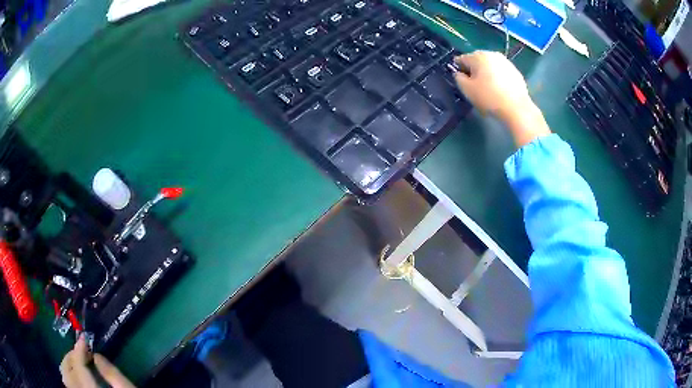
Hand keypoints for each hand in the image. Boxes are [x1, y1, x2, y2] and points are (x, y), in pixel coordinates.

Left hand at [60, 334, 134, 387]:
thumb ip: (113, 375)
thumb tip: (96, 354)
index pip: (78, 368)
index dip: (78, 350)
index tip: (84, 338)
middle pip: (67, 372)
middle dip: (70, 356)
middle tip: (80, 349)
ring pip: (65, 379)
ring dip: (68, 364)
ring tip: (77, 359)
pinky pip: (70, 386)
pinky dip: (69, 375)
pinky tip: (77, 373)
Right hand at [452, 51, 550, 146]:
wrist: (517, 108)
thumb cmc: (489, 97)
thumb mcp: (467, 90)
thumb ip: (458, 78)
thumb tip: (459, 73)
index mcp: (478, 56)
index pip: (462, 59)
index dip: (458, 69)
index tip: (460, 79)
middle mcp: (491, 54)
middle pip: (477, 60)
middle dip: (474, 70)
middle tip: (474, 84)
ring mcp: (505, 62)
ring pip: (490, 65)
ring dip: (486, 73)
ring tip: (487, 88)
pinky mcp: (515, 71)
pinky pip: (501, 72)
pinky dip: (498, 78)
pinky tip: (499, 90)